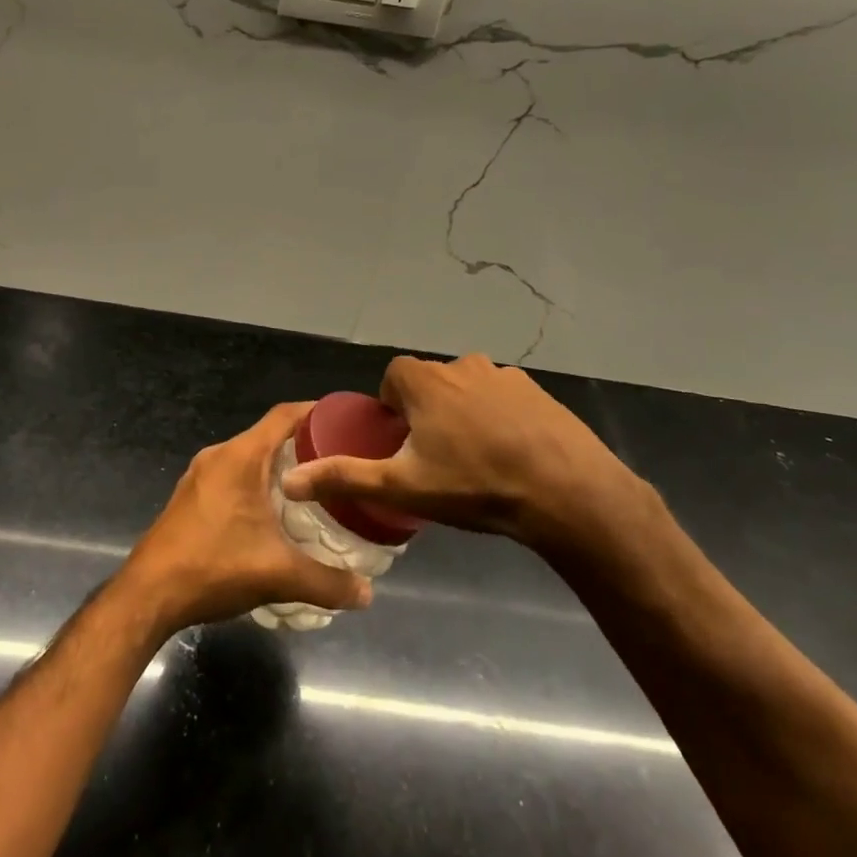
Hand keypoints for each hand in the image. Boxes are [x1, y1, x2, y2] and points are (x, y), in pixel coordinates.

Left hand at [118, 403, 372, 638]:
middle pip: (268, 436)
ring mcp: (200, 475)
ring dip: (279, 467)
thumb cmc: (214, 567)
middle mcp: (219, 456)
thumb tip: (367, 594)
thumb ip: (327, 582)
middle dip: (304, 446)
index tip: (346, 422)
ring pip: (249, 458)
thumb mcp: (278, 575)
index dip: (316, 413)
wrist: (148, 594)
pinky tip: (274, 514)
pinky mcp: (191, 497)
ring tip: (313, 489)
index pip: (285, 416)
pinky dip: (257, 483)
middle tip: (338, 464)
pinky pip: (232, 476)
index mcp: (241, 456)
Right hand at [279, 354, 650, 555]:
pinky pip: (504, 397)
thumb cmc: (474, 485)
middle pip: (430, 383)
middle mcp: (461, 365)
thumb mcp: (402, 487)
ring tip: (476, 460)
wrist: (567, 491)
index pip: (393, 379)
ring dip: (464, 413)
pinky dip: (500, 417)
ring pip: (468, 389)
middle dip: (427, 413)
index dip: (392, 409)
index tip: (402, 444)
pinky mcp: (537, 390)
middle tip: (436, 459)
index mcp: (425, 380)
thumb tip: (290, 481)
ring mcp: (504, 375)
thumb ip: (344, 478)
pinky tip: (512, 454)